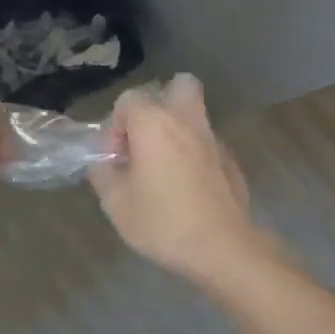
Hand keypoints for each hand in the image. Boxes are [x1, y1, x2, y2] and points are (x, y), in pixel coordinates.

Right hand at [88, 74, 273, 285]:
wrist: (222, 247)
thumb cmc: (162, 221)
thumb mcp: (115, 203)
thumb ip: (103, 174)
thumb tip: (104, 163)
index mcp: (154, 123)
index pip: (129, 99)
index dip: (116, 125)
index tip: (117, 158)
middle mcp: (187, 121)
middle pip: (178, 85)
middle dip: (159, 104)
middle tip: (146, 139)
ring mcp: (214, 139)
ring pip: (195, 114)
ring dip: (177, 129)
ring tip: (163, 167)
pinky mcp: (231, 161)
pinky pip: (207, 143)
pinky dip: (194, 153)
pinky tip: (187, 187)